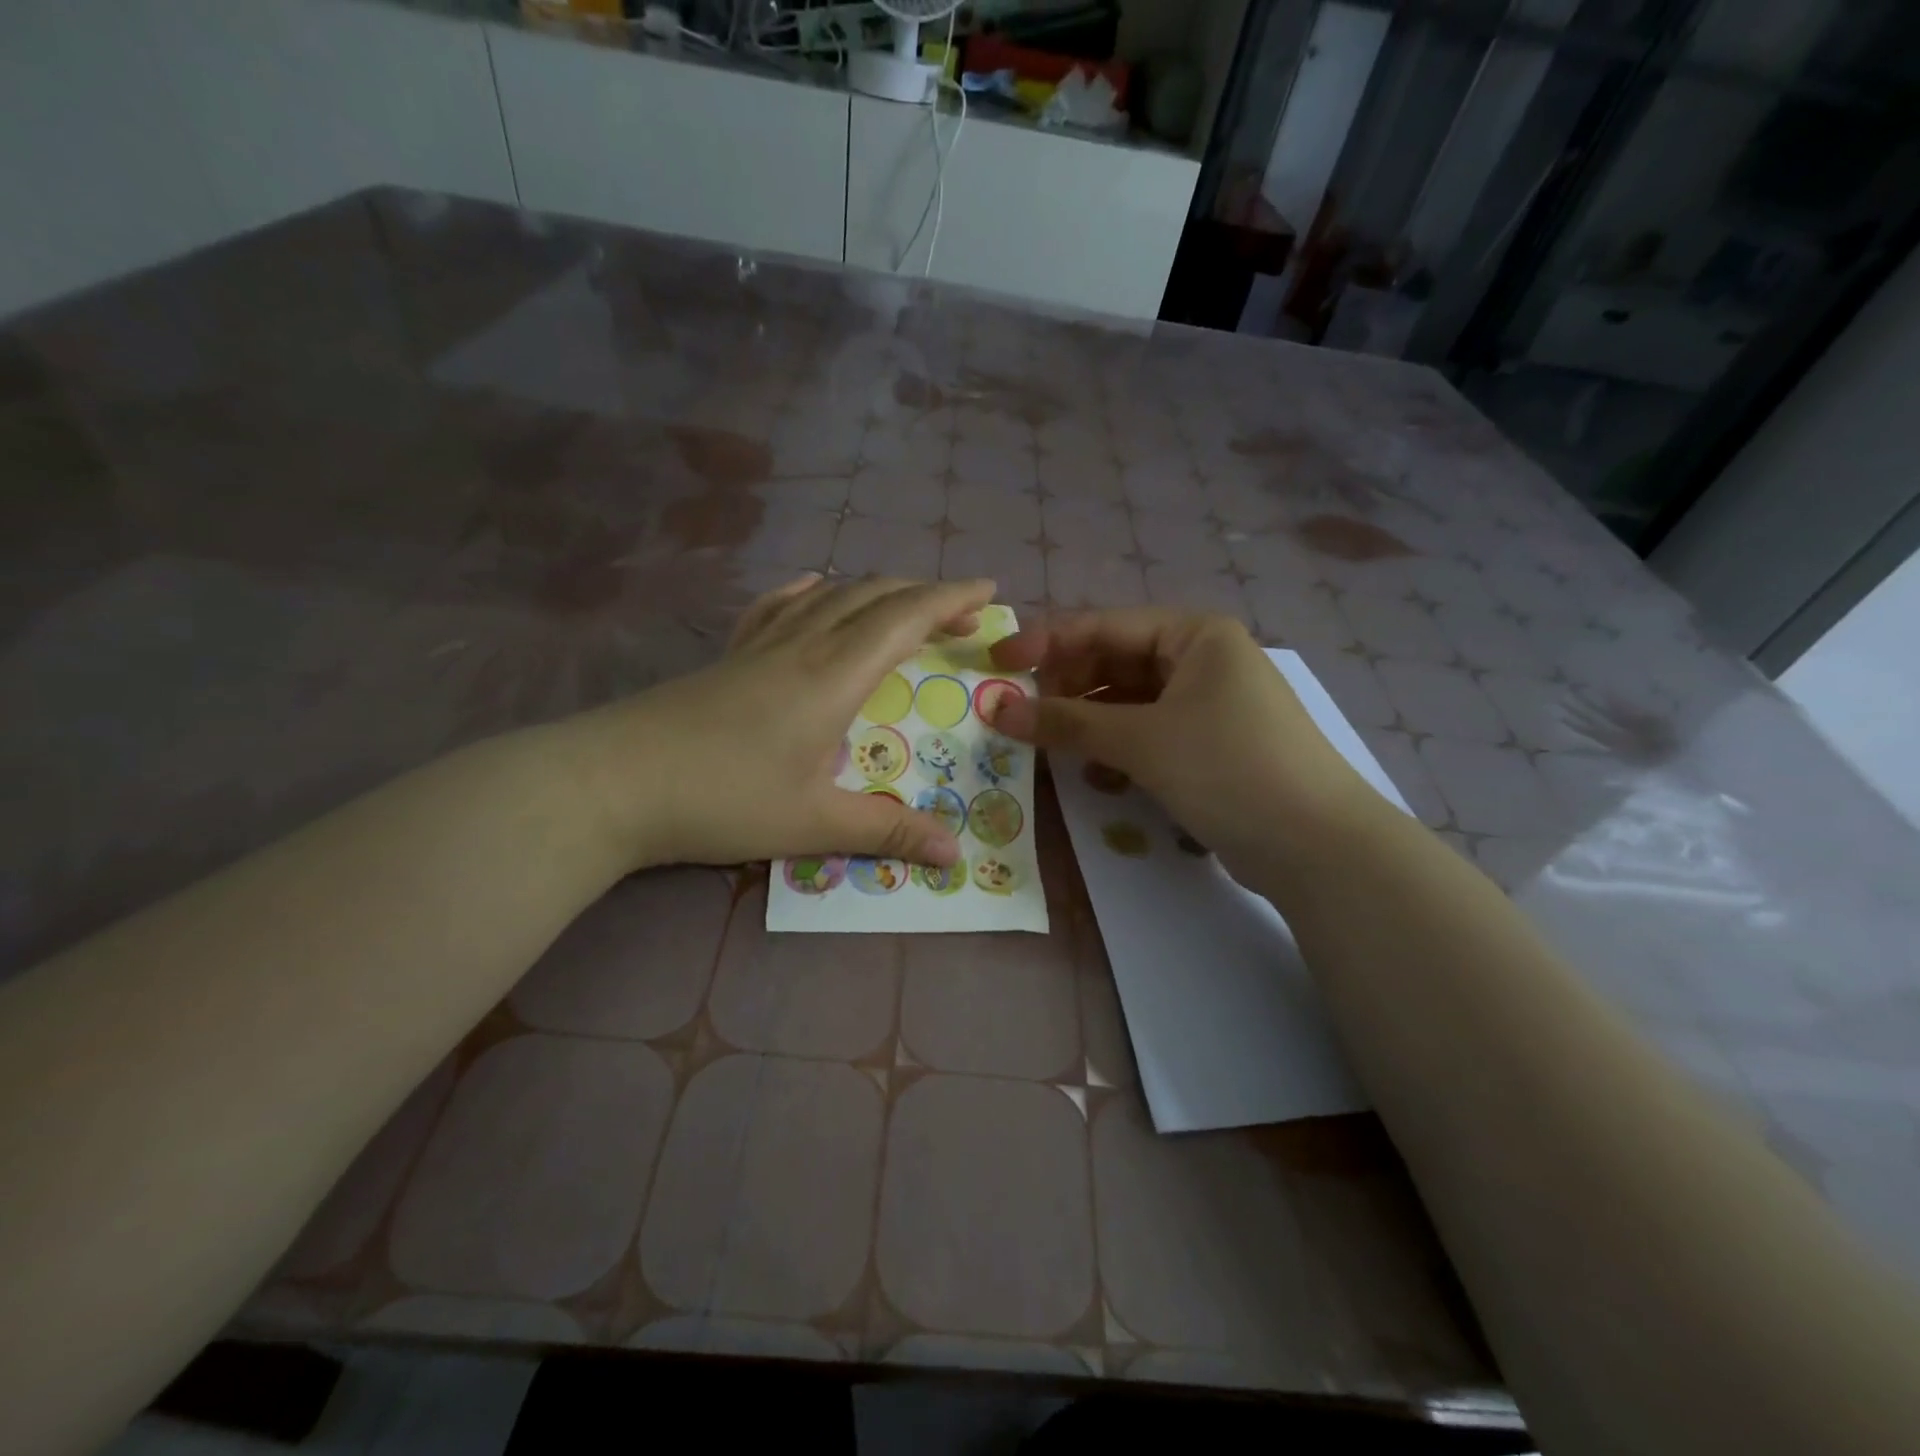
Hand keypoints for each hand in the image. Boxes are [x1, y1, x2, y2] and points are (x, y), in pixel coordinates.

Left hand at [592, 574, 995, 869]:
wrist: (611, 783)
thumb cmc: (721, 799)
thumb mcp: (812, 823)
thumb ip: (887, 831)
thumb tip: (954, 852)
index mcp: (833, 675)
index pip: (905, 617)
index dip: (951, 599)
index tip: (989, 592)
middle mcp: (803, 645)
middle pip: (874, 596)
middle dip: (925, 596)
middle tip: (960, 616)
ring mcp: (760, 645)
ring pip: (830, 595)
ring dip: (877, 592)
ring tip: (903, 607)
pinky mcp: (729, 656)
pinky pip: (779, 605)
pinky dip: (812, 592)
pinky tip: (814, 592)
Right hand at [986, 609, 1380, 877]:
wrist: (1317, 846)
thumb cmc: (1227, 767)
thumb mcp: (1141, 739)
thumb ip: (1066, 721)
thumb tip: (997, 709)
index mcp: (1194, 635)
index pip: (1103, 626)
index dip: (1045, 643)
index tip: (996, 665)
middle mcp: (1203, 660)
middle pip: (1115, 662)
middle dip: (1067, 689)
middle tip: (1022, 716)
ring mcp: (1209, 704)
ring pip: (1129, 702)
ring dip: (1089, 724)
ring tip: (1053, 748)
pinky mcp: (1210, 746)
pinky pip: (1149, 734)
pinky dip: (1119, 749)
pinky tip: (1098, 776)